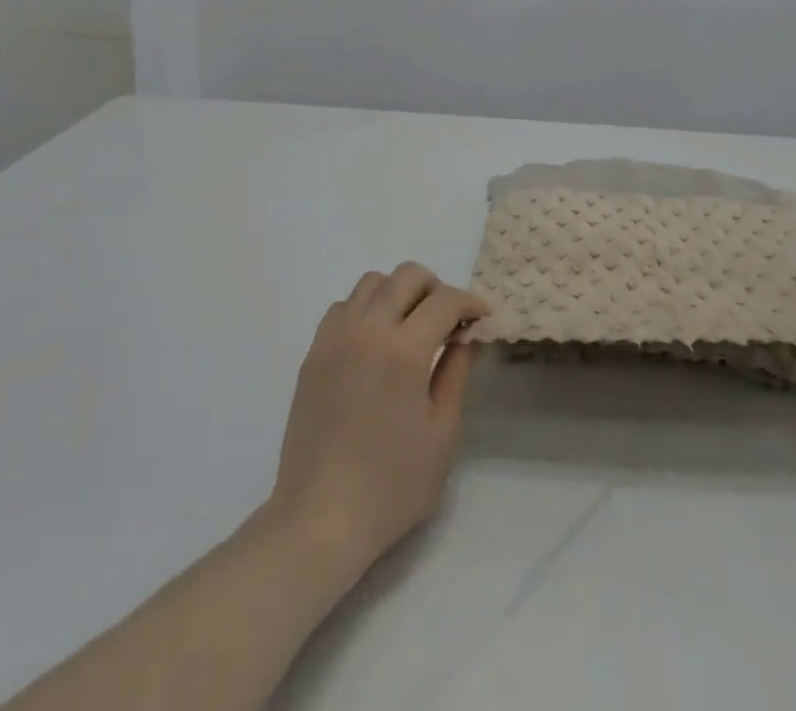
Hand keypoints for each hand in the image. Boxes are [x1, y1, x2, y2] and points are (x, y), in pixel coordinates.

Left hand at [268, 263, 489, 579]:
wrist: (320, 519)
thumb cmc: (392, 484)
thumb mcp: (442, 432)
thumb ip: (457, 372)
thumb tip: (466, 335)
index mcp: (404, 349)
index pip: (445, 300)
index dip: (470, 303)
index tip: (481, 317)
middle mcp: (367, 329)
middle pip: (407, 276)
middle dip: (436, 288)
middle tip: (447, 321)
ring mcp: (335, 338)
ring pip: (372, 283)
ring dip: (398, 293)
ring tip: (410, 327)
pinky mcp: (313, 353)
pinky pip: (343, 307)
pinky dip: (365, 310)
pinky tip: (374, 344)